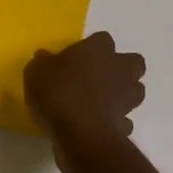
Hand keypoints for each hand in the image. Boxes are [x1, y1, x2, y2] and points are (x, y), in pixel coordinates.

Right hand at [24, 32, 145, 146]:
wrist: (80, 133)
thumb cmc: (58, 93)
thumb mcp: (36, 72)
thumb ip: (43, 62)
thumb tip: (45, 58)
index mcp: (98, 49)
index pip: (103, 39)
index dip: (92, 48)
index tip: (78, 58)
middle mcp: (119, 69)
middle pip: (132, 62)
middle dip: (121, 68)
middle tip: (99, 77)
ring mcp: (127, 98)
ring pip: (135, 90)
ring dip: (123, 94)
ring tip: (101, 102)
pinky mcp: (126, 124)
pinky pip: (125, 120)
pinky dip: (117, 122)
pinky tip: (100, 125)